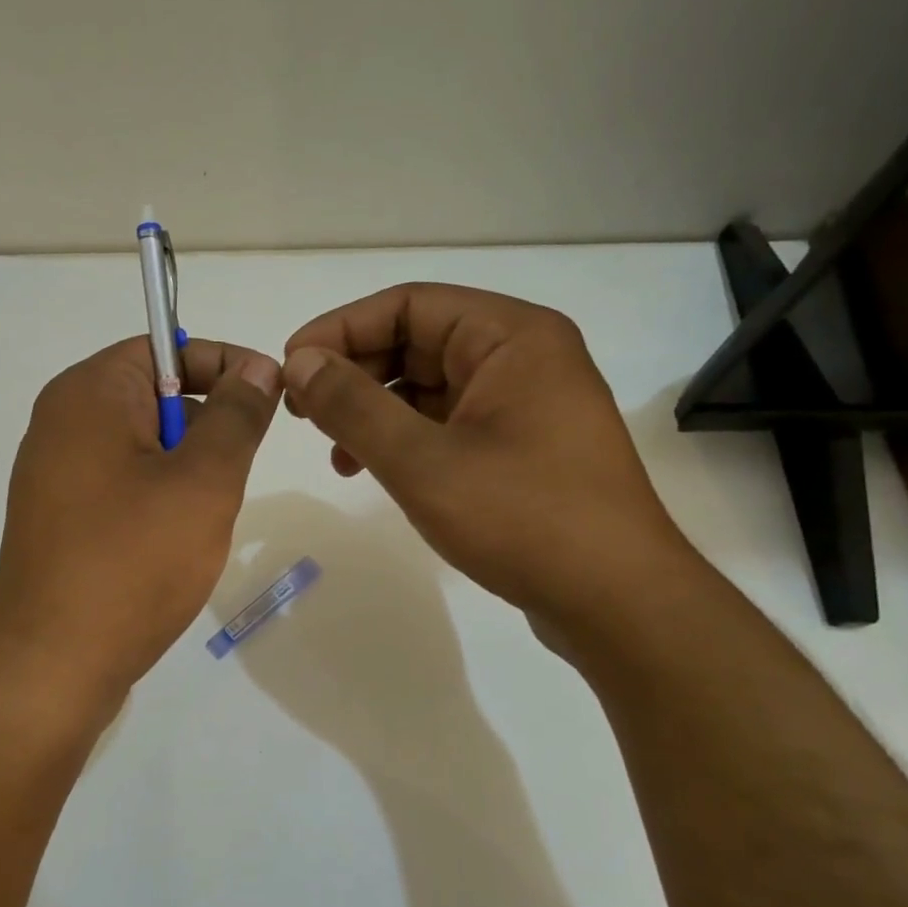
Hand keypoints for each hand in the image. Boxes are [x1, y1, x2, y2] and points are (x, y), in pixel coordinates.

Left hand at [0, 336, 280, 704]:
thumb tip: (257, 366)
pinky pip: (122, 484)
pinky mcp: (59, 518)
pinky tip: (172, 545)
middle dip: (206, 426)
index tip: (270, 398)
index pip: (165, 346)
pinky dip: (158, 499)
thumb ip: (237, 415)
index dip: (224, 364)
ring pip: (143, 445)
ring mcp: (55, 473)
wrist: (53, 664)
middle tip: (233, 476)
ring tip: (202, 520)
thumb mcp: (204, 481)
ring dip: (186, 469)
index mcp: (89, 393)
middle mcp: (62, 421)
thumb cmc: (133, 562)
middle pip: (154, 395)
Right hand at [282, 283, 696, 636]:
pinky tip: (374, 470)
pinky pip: (450, 423)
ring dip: (375, 412)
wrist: (616, 602)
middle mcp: (524, 357)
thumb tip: (299, 363)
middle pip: (420, 341)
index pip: (410, 304)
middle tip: (304, 412)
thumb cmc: (522, 518)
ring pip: (431, 387)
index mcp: (512, 337)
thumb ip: (352, 406)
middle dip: (356, 373)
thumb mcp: (422, 461)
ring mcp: (527, 405)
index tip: (291, 366)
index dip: (341, 329)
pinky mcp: (523, 448)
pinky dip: (406, 440)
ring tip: (335, 453)